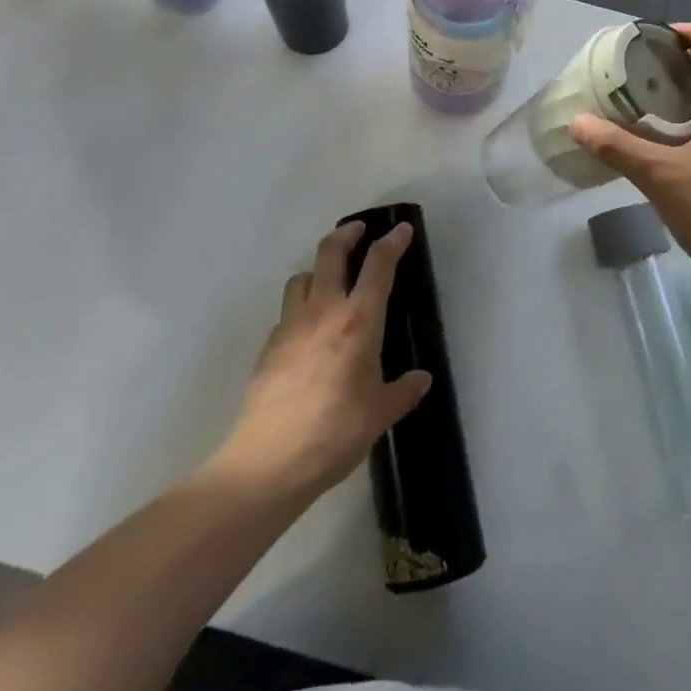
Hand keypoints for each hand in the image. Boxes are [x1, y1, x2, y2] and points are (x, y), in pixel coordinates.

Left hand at [216, 221, 432, 498]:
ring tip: (329, 280)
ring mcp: (291, 325)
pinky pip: (286, 312)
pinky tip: (306, 331)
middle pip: (331, 252)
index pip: (379, 266)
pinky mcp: (268, 346)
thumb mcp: (379, 414)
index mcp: (358, 321)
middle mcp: (324, 311)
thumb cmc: (335, 433)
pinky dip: (299, 308)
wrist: (269, 461)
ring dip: (317, 269)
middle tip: (359, 230)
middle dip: (347, 234)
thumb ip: (402, 392)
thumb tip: (422, 379)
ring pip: (302, 277)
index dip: (392, 242)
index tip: (402, 229)